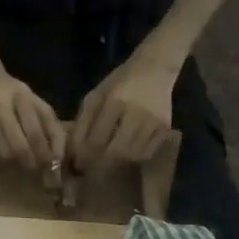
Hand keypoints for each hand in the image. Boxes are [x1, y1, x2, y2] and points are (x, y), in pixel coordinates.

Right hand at [0, 65, 63, 170]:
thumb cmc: (13, 94)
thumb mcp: (36, 103)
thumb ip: (52, 127)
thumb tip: (59, 158)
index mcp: (22, 97)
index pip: (36, 134)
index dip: (44, 155)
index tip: (50, 166)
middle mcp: (0, 106)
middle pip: (19, 147)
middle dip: (31, 163)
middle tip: (36, 169)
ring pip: (4, 154)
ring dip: (16, 163)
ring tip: (21, 161)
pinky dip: (1, 161)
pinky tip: (5, 156)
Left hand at [73, 54, 176, 172]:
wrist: (155, 69)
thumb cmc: (120, 83)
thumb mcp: (97, 94)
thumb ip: (84, 120)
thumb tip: (74, 150)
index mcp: (115, 101)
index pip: (96, 139)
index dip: (85, 156)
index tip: (77, 164)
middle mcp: (136, 113)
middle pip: (116, 152)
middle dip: (101, 164)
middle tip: (91, 169)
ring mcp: (153, 122)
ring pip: (131, 156)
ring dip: (117, 164)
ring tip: (107, 164)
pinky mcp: (164, 129)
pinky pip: (146, 153)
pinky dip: (134, 159)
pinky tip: (126, 157)